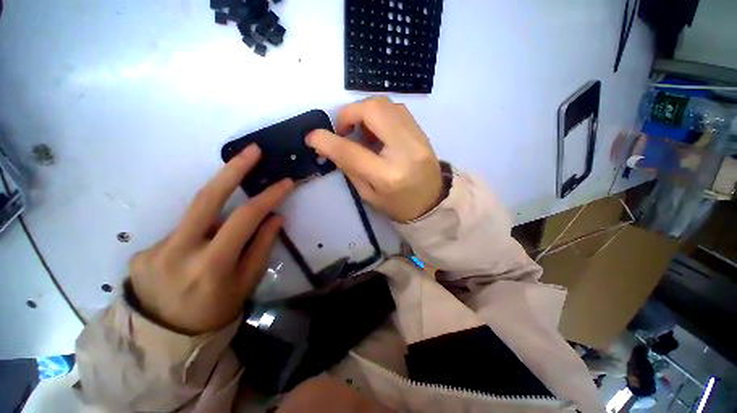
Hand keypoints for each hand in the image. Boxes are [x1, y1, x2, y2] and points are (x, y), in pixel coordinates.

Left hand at [128, 145, 293, 334]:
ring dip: (218, 212)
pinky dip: (200, 233)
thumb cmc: (216, 312)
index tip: (284, 182)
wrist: (164, 339)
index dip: (268, 196)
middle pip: (206, 198)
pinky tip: (200, 253)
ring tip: (226, 233)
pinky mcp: (142, 251)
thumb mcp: (247, 283)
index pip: (245, 218)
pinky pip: (182, 231)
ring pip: (196, 216)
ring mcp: (154, 249)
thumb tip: (275, 216)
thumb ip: (262, 246)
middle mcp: (178, 251)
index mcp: (211, 265)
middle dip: (232, 170)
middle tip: (252, 150)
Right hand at [306, 97, 442, 221]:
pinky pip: (397, 110)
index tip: (312, 136)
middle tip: (343, 130)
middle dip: (349, 113)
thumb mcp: (368, 194)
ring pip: (386, 104)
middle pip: (373, 110)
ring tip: (361, 132)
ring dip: (365, 112)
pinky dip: (380, 114)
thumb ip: (350, 167)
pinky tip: (376, 131)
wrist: (432, 203)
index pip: (352, 151)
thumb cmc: (398, 205)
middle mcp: (405, 151)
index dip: (327, 140)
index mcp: (388, 176)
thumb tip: (330, 144)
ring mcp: (418, 138)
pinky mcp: (423, 132)